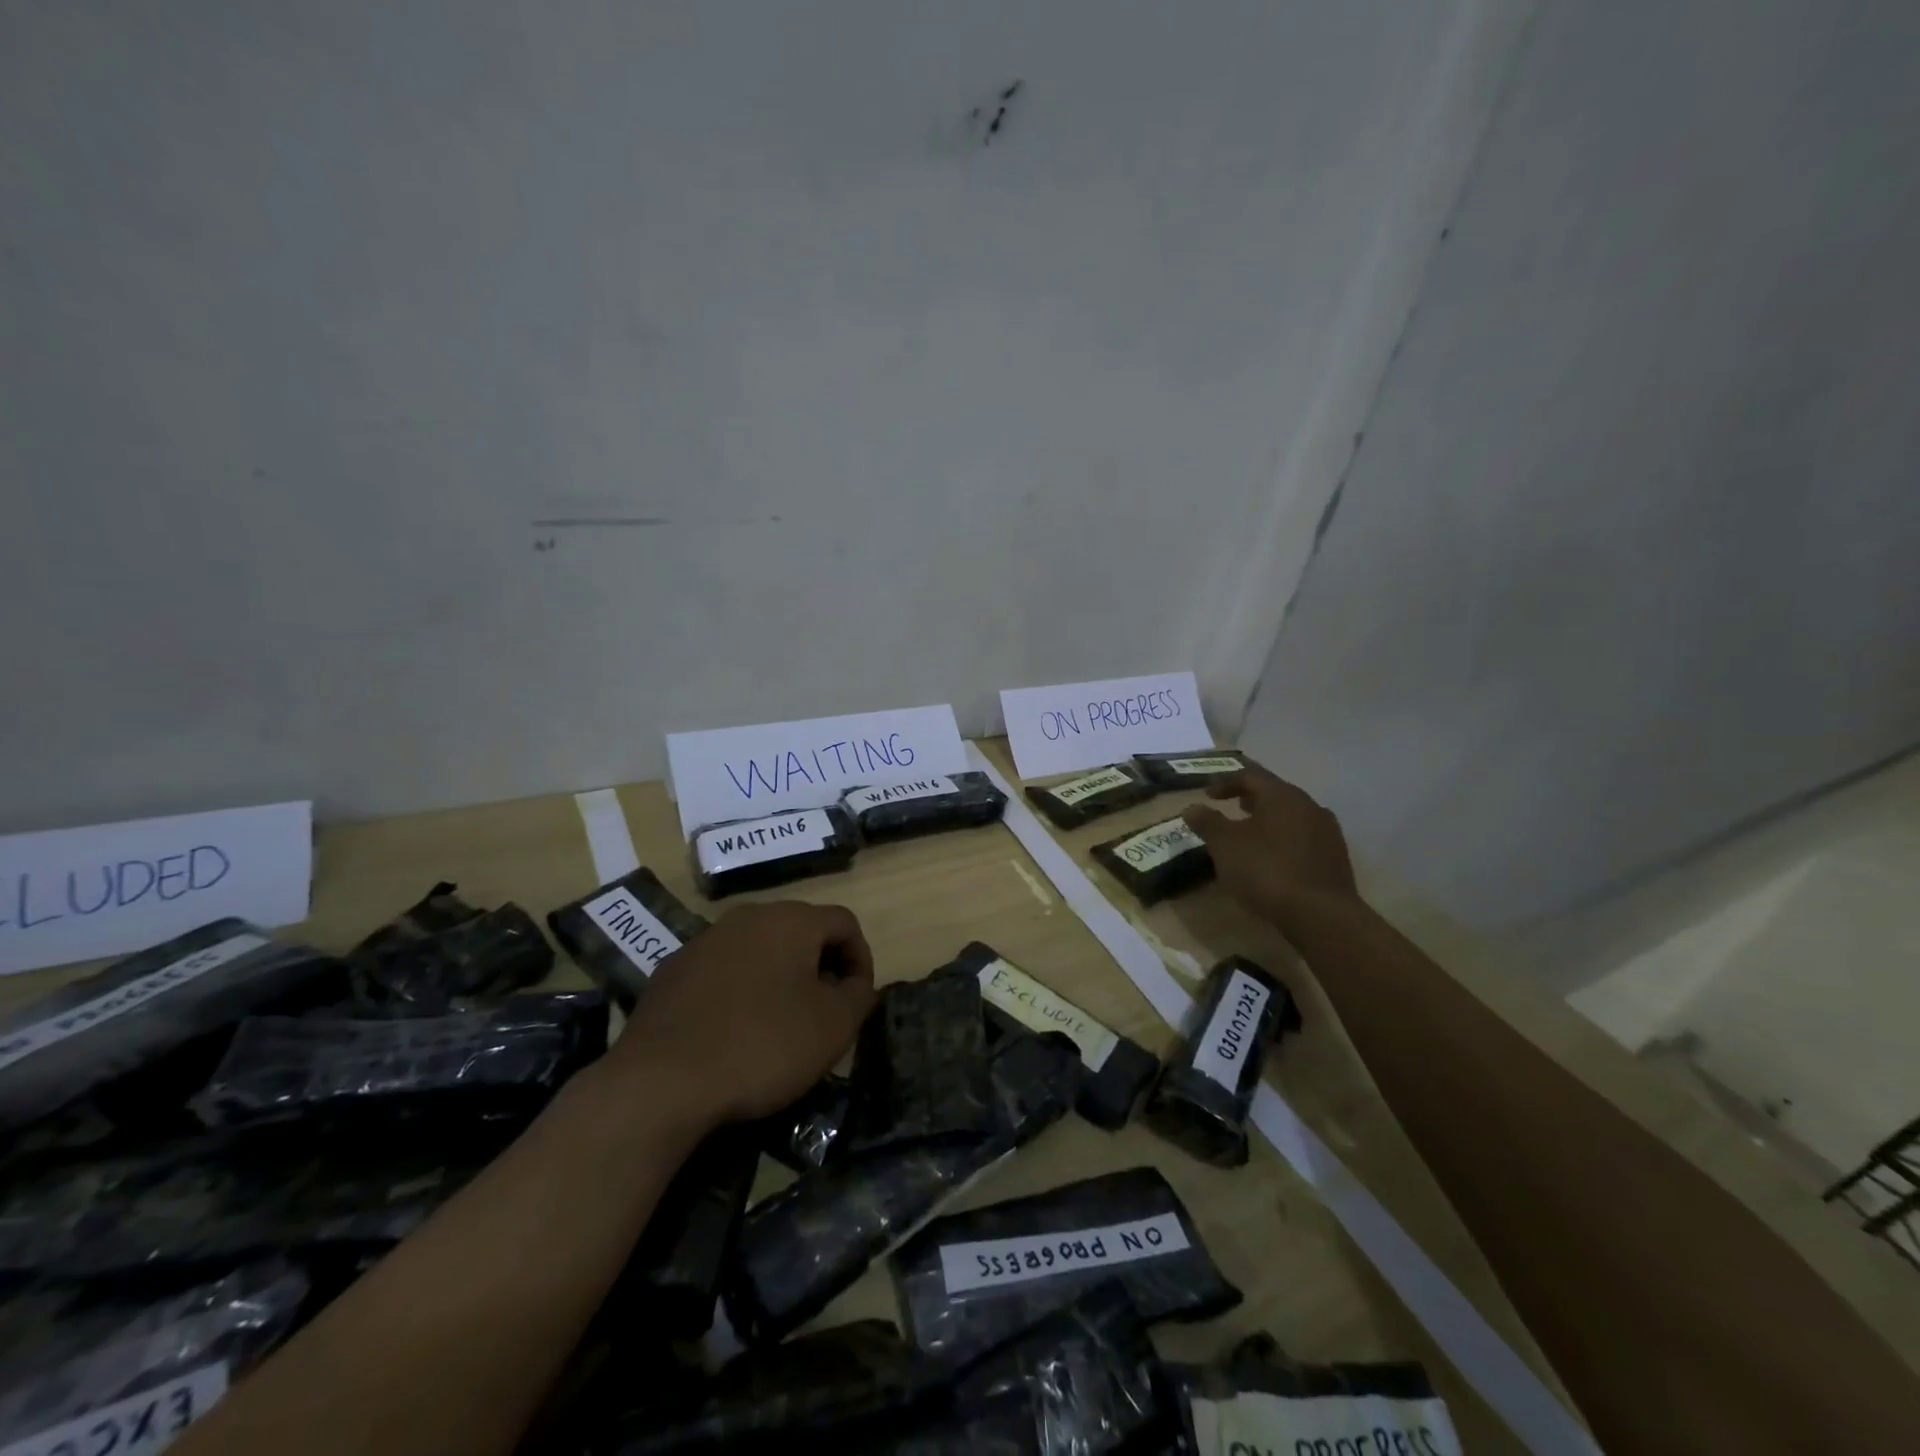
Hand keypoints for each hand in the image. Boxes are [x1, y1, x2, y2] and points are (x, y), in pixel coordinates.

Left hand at [613, 901, 876, 1125]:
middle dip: (820, 967)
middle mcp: (747, 916)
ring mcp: (704, 941)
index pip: (844, 923)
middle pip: (800, 932)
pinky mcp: (671, 971)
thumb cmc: (762, 1046)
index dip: (861, 960)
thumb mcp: (833, 1026)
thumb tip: (857, 985)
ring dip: (779, 978)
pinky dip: (739, 992)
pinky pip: (722, 972)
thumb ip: (859, 996)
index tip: (857, 1002)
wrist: (660, 1082)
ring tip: (780, 1025)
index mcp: (790, 920)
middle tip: (824, 1013)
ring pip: (759, 950)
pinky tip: (733, 1033)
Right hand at [1182, 762, 1358, 929]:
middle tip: (1232, 808)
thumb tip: (1192, 807)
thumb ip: (1207, 822)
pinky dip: (1284, 841)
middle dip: (1251, 799)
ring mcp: (1327, 832)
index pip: (1251, 776)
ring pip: (1292, 817)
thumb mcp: (1224, 845)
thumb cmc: (1266, 870)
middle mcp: (1309, 806)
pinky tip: (1273, 860)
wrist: (1320, 914)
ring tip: (1251, 836)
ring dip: (1269, 821)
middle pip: (1276, 794)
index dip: (1226, 782)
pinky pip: (1304, 839)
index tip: (1207, 794)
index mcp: (1282, 795)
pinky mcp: (1336, 858)